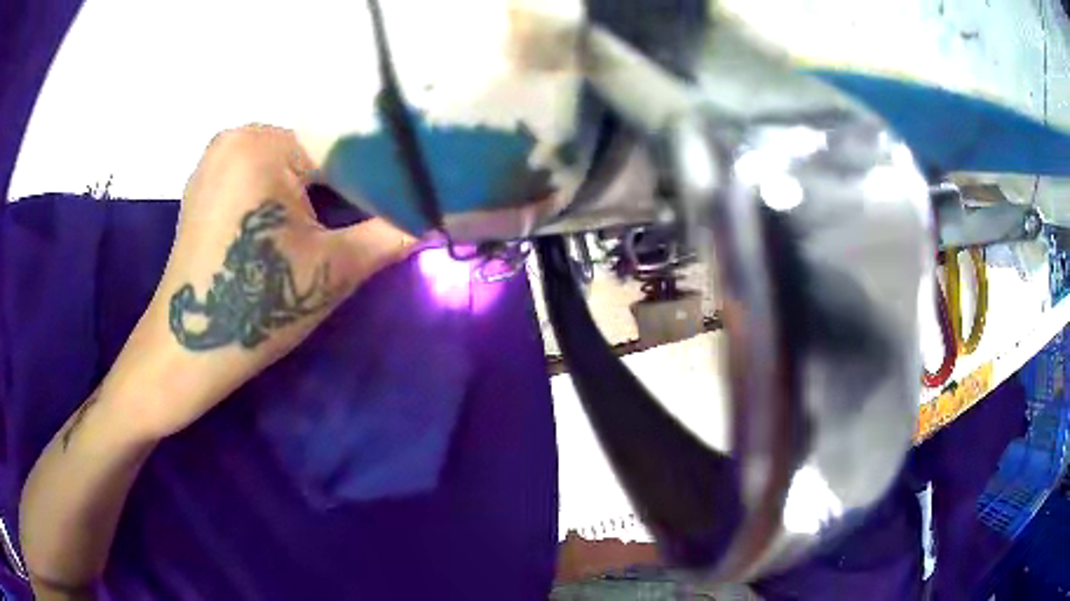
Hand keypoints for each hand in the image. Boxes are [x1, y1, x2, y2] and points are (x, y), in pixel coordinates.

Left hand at [99, 125, 413, 438]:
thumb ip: (394, 234)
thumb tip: (444, 215)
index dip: (379, 175)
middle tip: (379, 216)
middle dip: (347, 184)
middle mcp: (236, 135)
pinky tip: (299, 224)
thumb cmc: (255, 308)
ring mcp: (216, 157)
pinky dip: (285, 193)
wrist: (187, 348)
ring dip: (318, 190)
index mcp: (262, 142)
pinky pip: (261, 174)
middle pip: (314, 151)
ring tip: (345, 221)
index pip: (342, 145)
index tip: (408, 198)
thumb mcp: (333, 270)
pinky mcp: (207, 182)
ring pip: (289, 163)